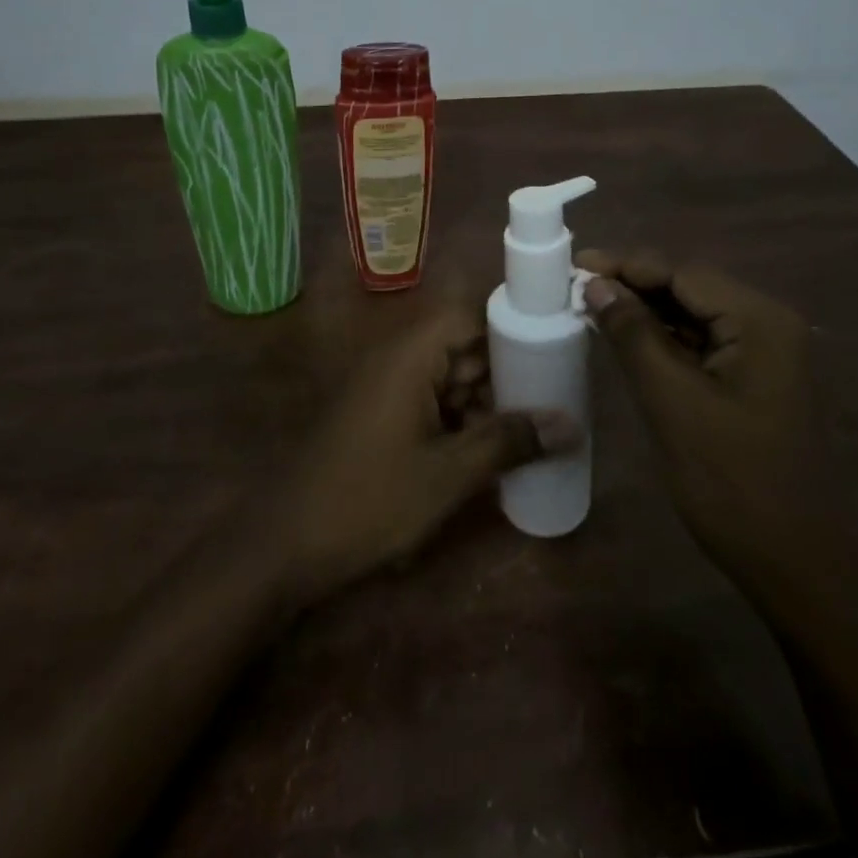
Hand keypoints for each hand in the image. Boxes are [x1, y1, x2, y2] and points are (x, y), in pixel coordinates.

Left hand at [264, 307, 579, 603]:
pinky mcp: (378, 414)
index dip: (509, 328)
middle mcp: (396, 358)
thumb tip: (569, 424)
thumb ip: (508, 442)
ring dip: (483, 402)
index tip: (552, 351)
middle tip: (554, 399)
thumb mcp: (449, 474)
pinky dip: (458, 419)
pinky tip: (488, 452)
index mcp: (410, 354)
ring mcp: (384, 386)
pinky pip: (428, 401)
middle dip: (504, 373)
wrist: (287, 542)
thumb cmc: (371, 498)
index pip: (468, 315)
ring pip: (447, 377)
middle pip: (461, 346)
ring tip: (531, 430)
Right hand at [578, 249, 836, 601]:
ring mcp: (765, 353)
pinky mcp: (754, 380)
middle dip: (633, 286)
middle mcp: (768, 324)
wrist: (798, 567)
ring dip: (645, 312)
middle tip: (575, 288)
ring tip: (590, 308)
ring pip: (693, 315)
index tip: (573, 266)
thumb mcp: (672, 402)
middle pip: (689, 289)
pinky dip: (663, 339)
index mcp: (759, 321)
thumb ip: (633, 335)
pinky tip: (627, 340)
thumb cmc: (733, 482)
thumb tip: (596, 285)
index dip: (625, 266)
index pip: (682, 273)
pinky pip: (702, 343)